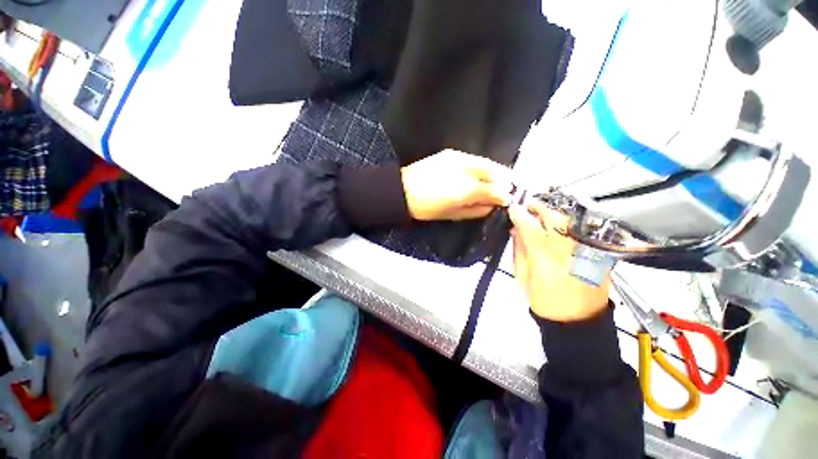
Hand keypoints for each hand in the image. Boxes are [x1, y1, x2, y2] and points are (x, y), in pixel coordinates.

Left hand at [401, 149, 511, 220]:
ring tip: (486, 185)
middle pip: (497, 171)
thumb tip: (495, 204)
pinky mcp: (451, 153)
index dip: (505, 194)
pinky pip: (474, 159)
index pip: (497, 188)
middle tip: (498, 193)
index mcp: (467, 189)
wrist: (402, 191)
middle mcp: (467, 168)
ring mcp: (459, 157)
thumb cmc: (427, 208)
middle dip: (502, 182)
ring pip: (487, 163)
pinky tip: (473, 177)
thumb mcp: (454, 213)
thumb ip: (477, 209)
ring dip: (492, 174)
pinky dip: (479, 168)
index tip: (505, 200)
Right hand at [509, 202, 609, 321]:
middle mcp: (570, 250)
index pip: (530, 227)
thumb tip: (516, 230)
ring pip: (568, 220)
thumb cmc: (544, 303)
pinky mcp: (598, 253)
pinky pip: (579, 230)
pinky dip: (565, 225)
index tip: (512, 208)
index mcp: (546, 259)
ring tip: (541, 217)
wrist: (579, 322)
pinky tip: (557, 229)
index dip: (519, 214)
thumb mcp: (522, 278)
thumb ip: (519, 251)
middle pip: (554, 217)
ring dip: (552, 214)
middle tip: (527, 208)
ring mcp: (587, 250)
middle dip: (538, 208)